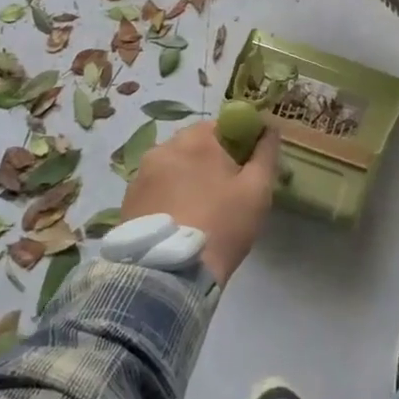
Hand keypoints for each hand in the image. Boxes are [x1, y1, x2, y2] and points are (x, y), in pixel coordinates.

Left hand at [118, 119, 279, 284]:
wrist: (170, 274)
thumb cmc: (222, 225)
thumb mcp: (258, 189)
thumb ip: (266, 153)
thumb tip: (270, 128)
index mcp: (196, 139)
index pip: (222, 125)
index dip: (237, 142)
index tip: (246, 167)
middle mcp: (164, 148)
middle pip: (195, 144)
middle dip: (211, 160)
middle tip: (226, 191)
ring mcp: (141, 174)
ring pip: (174, 166)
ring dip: (187, 178)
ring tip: (200, 210)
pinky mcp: (127, 200)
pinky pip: (156, 187)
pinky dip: (169, 196)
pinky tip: (180, 220)